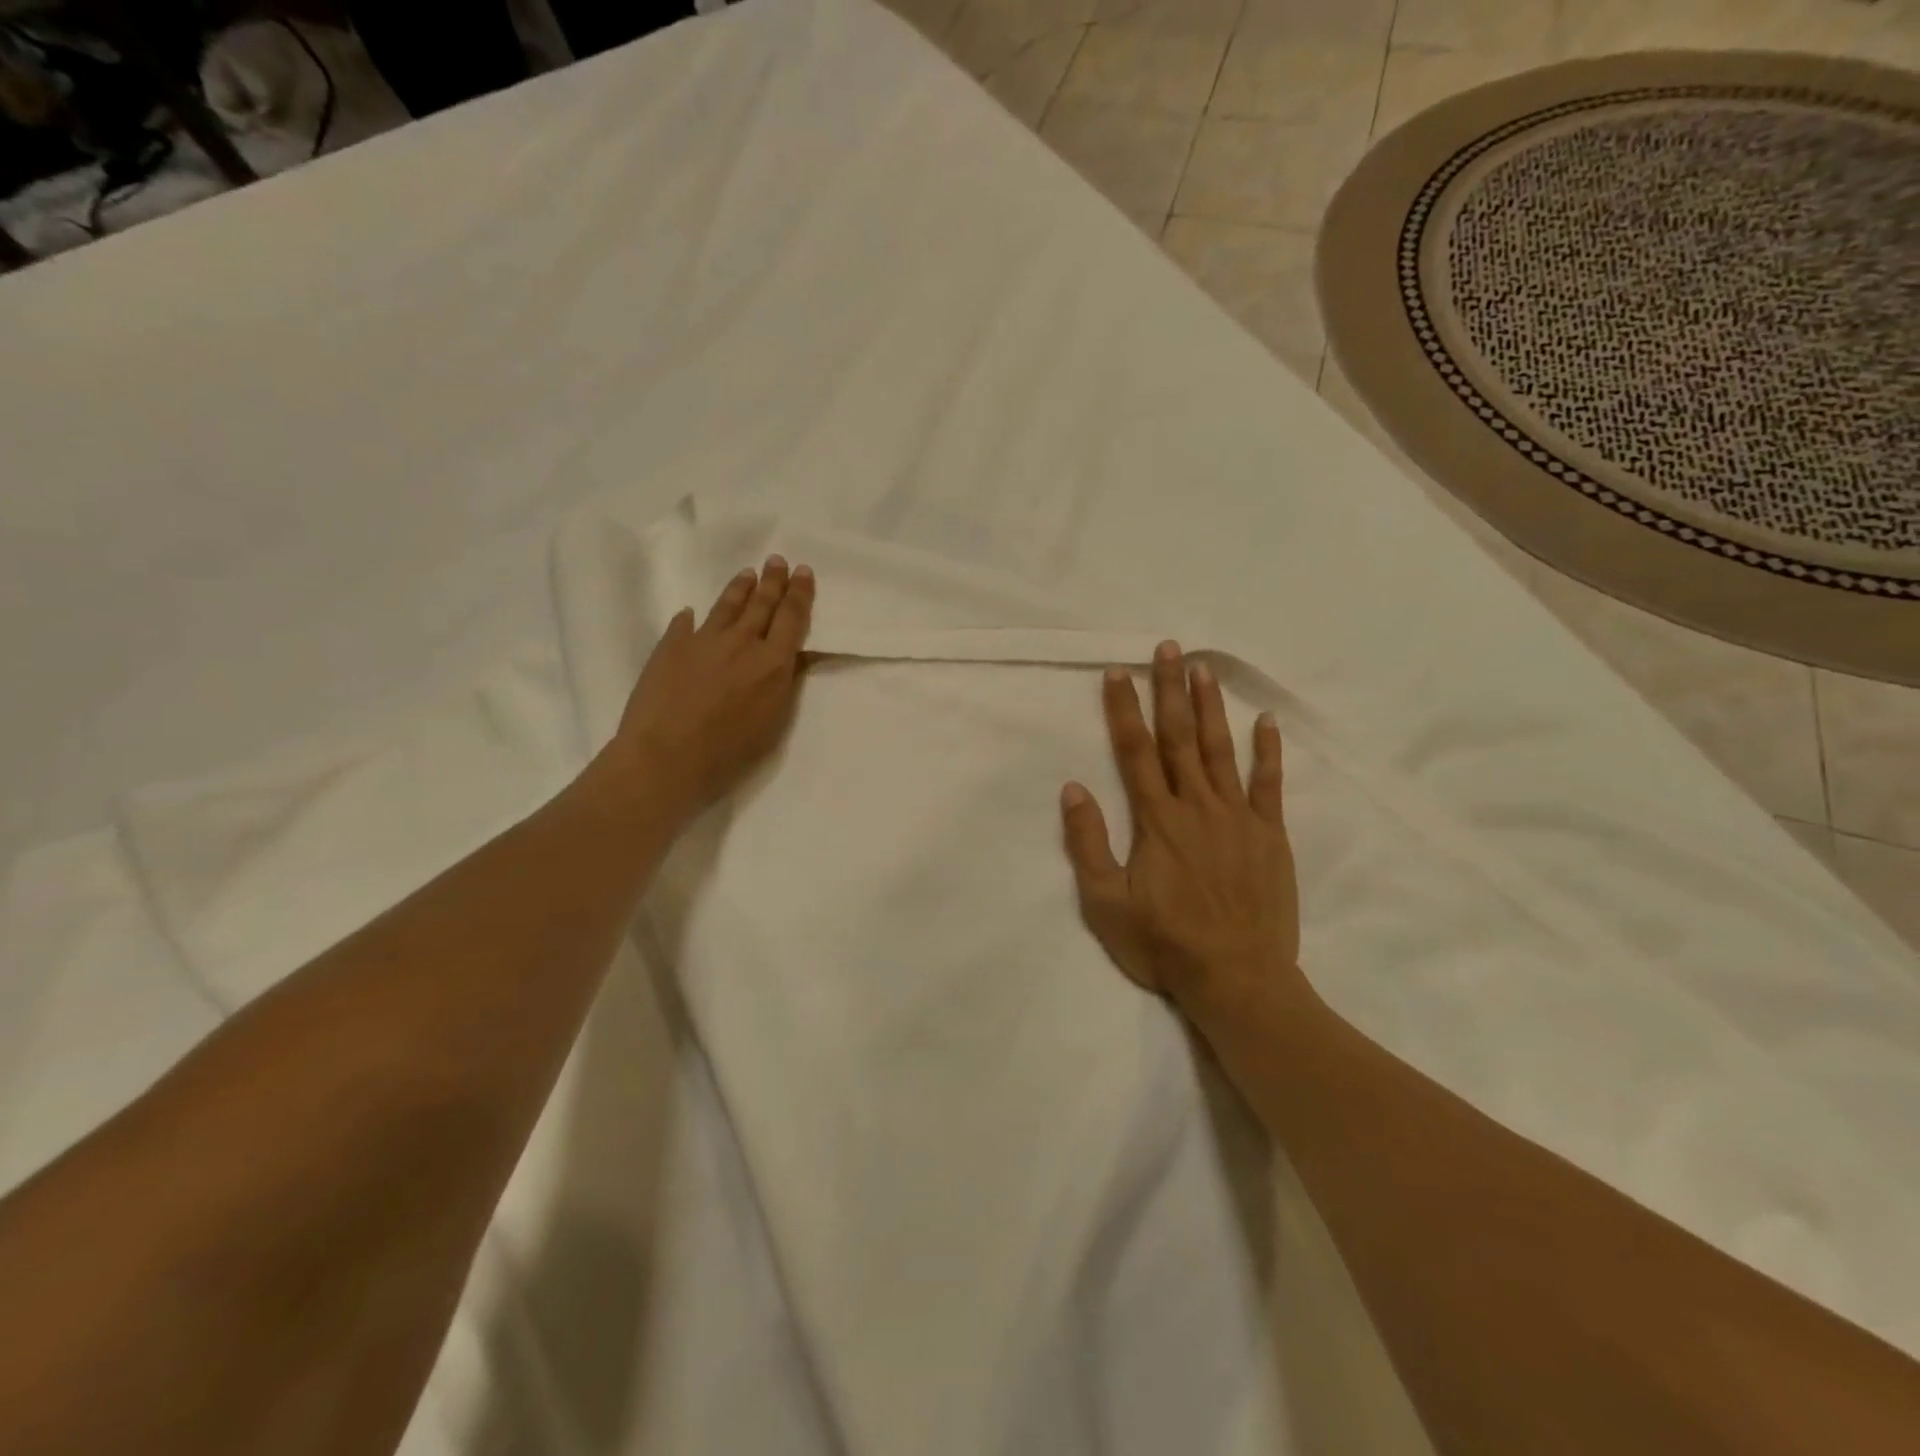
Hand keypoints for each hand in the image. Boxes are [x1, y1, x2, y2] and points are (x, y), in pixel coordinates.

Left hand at [599, 555, 814, 824]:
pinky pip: (684, 625)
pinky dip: (691, 618)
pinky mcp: (670, 648)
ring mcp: (702, 641)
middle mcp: (741, 643)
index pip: (791, 619)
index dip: (799, 594)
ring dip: (739, 590)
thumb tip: (790, 658)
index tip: (802, 571)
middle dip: (772, 581)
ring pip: (726, 607)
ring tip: (747, 574)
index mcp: (772, 663)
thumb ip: (783, 685)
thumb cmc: (729, 751)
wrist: (666, 756)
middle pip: (761, 605)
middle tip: (777, 560)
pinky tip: (690, 613)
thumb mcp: (773, 722)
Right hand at [1061, 641, 1301, 1010]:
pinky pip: (1268, 784)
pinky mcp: (1268, 835)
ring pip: (1220, 750)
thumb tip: (1073, 788)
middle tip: (1167, 648)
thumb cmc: (1164, 943)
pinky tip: (1265, 721)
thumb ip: (1088, 843)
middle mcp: (1196, 806)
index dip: (1124, 709)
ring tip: (1204, 668)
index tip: (1118, 672)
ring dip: (1210, 706)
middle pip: (1179, 737)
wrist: (1236, 977)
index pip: (1135, 751)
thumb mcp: (1106, 903)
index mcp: (1156, 820)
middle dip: (1169, 690)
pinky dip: (1267, 751)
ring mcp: (1237, 817)